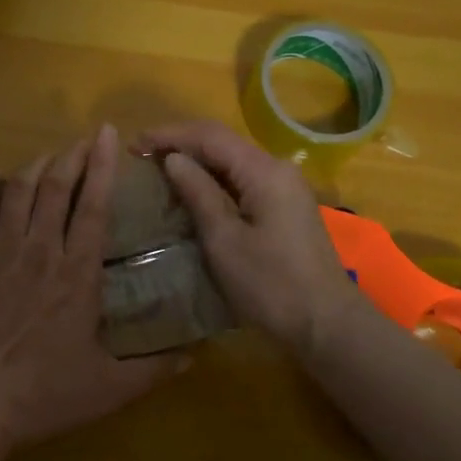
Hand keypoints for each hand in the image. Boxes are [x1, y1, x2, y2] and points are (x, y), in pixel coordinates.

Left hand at [0, 125, 190, 450]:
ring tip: (48, 157)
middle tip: (82, 140)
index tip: (107, 134)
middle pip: (57, 186)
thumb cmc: (39, 394)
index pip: (95, 206)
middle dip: (72, 156)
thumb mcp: (107, 388)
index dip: (102, 166)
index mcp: (77, 273)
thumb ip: (152, 369)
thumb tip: (194, 357)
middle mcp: (40, 248)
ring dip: (36, 165)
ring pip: (19, 189)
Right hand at [136, 120, 364, 353]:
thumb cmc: (271, 285)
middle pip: (222, 142)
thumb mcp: (224, 240)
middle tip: (141, 154)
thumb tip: (173, 159)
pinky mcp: (286, 205)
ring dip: (197, 160)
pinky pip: (243, 179)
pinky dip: (214, 179)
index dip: (169, 135)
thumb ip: (198, 193)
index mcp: (263, 171)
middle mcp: (277, 168)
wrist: (327, 324)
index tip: (134, 144)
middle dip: (181, 143)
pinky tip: (193, 190)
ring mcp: (285, 187)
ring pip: (233, 160)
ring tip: (159, 169)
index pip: (209, 136)